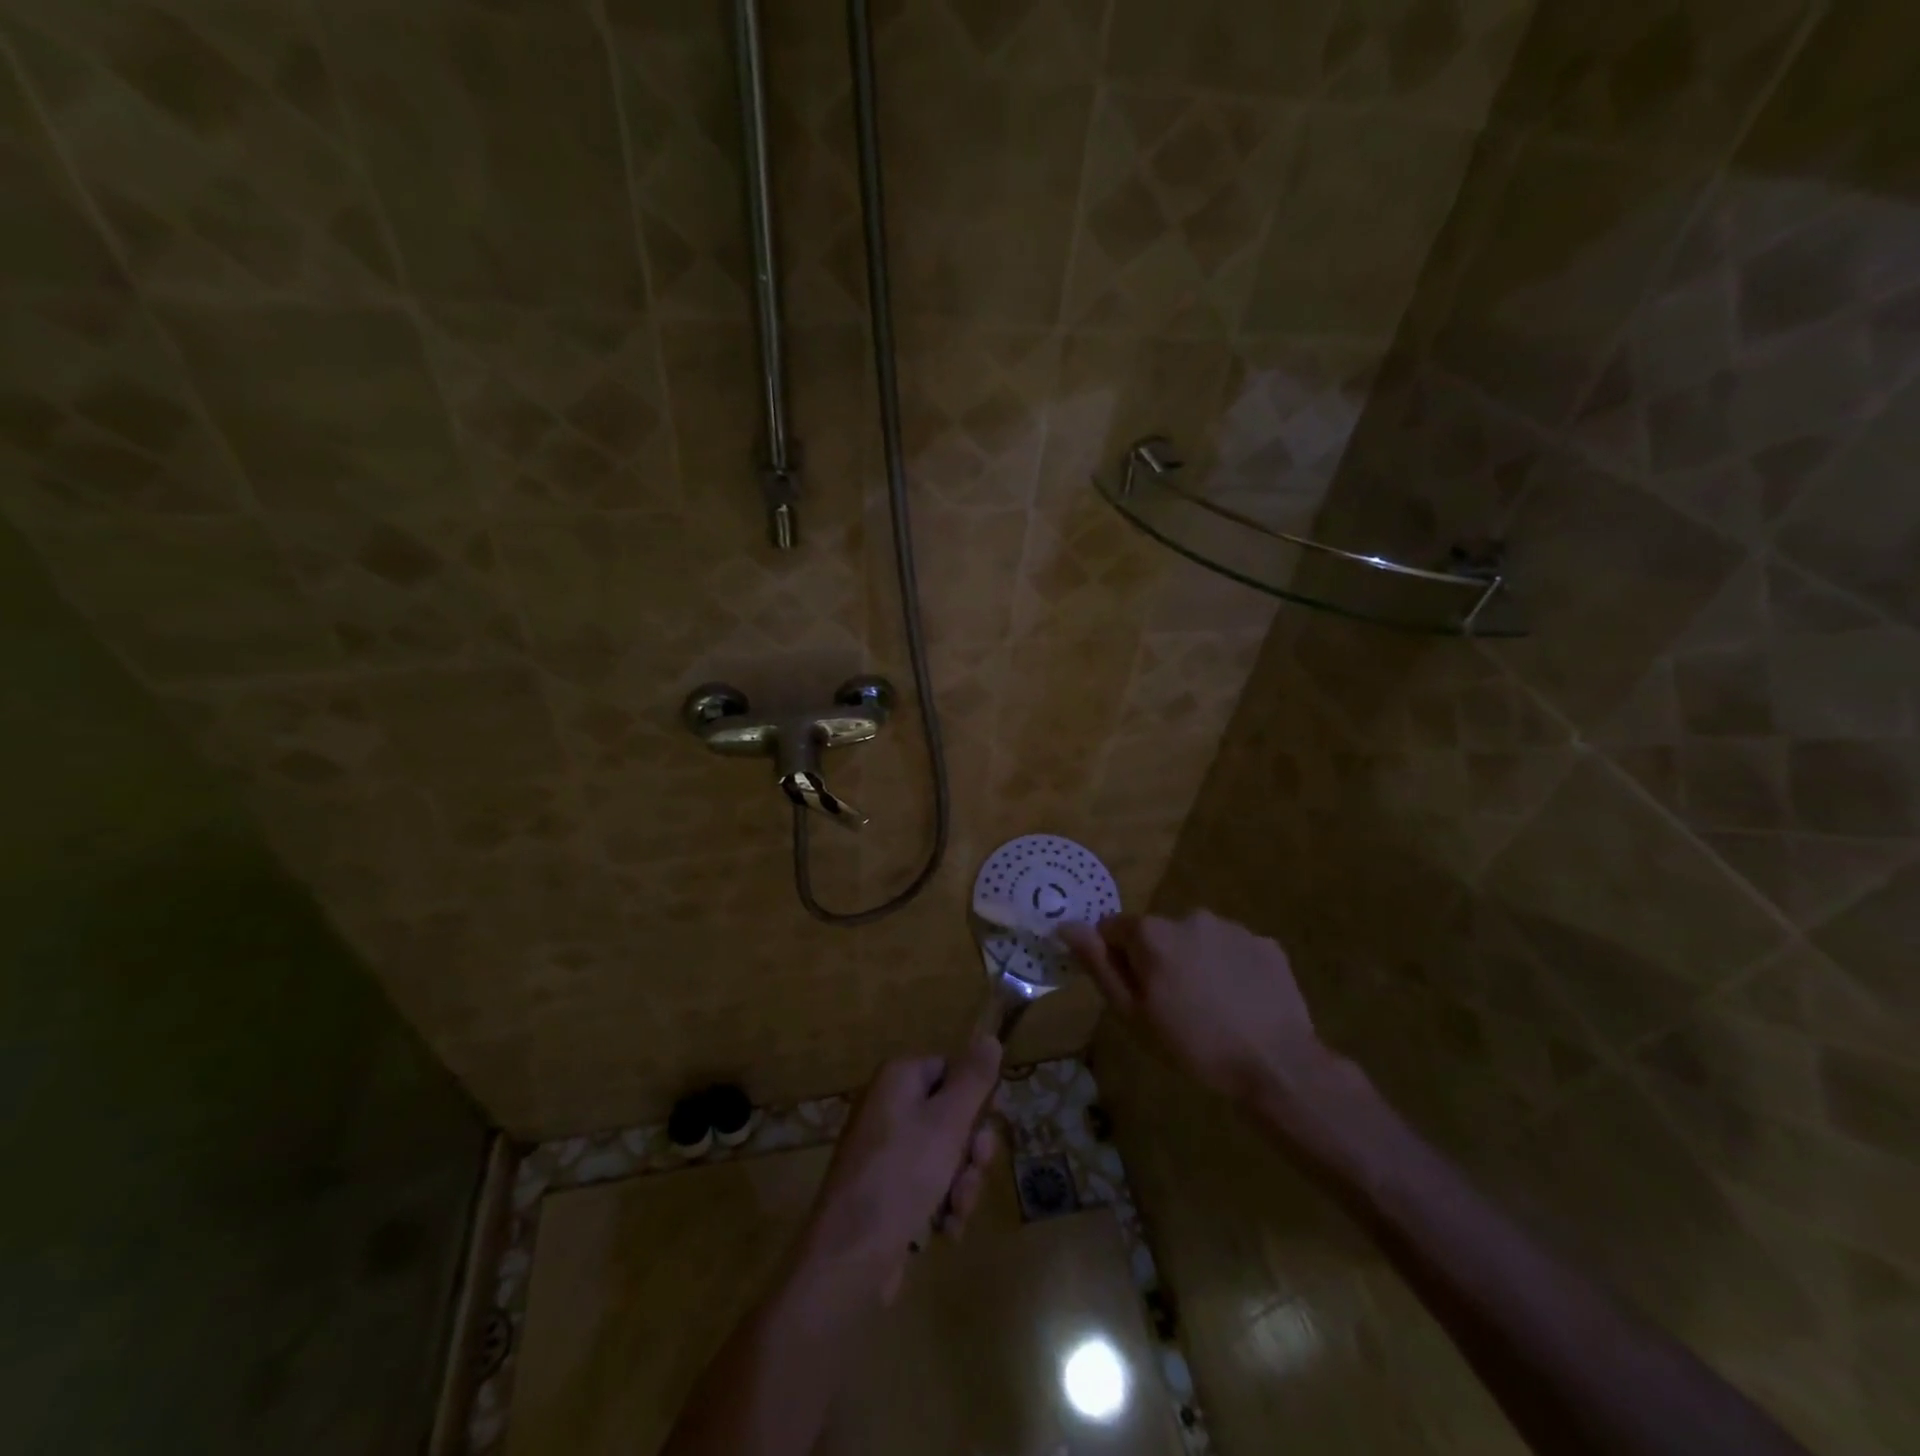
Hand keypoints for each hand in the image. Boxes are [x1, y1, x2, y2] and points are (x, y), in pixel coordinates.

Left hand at [800, 1038, 1001, 1302]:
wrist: (849, 1258)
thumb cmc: (901, 1176)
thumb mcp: (948, 1123)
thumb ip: (974, 1080)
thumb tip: (990, 1038)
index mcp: (898, 1079)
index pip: (951, 1070)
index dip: (976, 1099)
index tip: (991, 1125)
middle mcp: (889, 1107)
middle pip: (952, 1115)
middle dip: (970, 1152)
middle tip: (973, 1171)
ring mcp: (886, 1151)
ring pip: (946, 1156)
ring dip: (961, 1185)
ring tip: (955, 1211)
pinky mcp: (887, 1190)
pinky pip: (929, 1185)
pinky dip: (942, 1206)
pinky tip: (944, 1229)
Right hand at [1061, 911, 1331, 1104]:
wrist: (1276, 1065)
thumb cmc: (1193, 1045)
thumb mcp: (1133, 1013)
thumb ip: (1099, 965)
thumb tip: (1066, 925)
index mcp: (1152, 934)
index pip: (1114, 929)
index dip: (1117, 959)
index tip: (1134, 993)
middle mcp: (1190, 916)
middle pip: (1158, 933)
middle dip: (1158, 959)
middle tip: (1173, 1006)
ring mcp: (1232, 928)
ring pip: (1197, 940)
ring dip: (1195, 962)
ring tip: (1211, 1008)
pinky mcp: (1266, 944)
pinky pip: (1234, 950)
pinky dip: (1231, 969)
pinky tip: (1241, 1003)